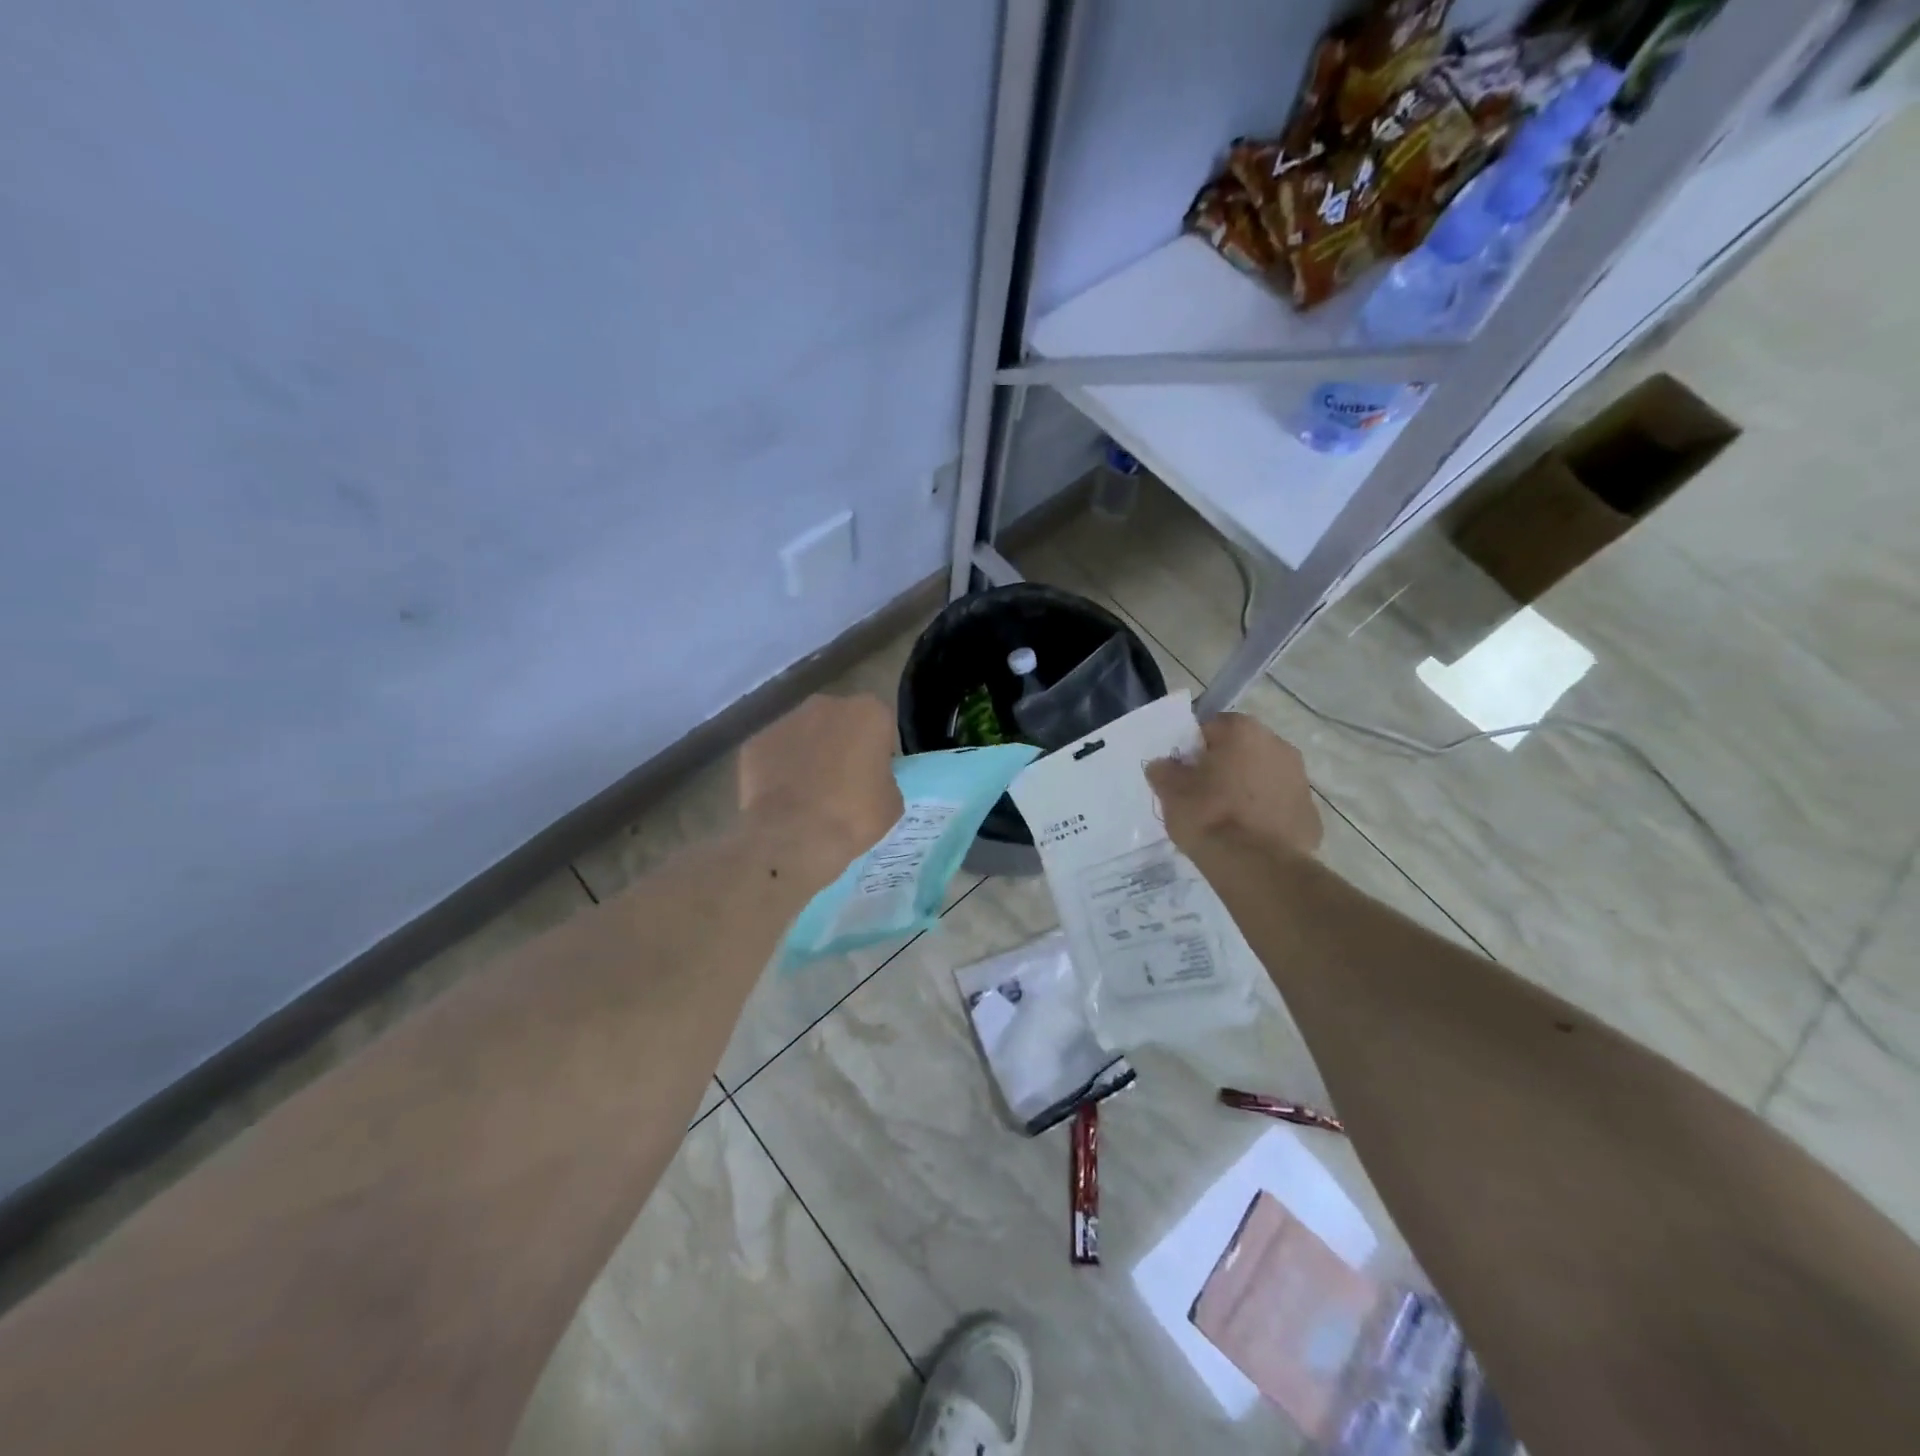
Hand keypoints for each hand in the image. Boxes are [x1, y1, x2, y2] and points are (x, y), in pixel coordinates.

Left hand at [738, 695, 902, 871]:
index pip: (882, 725)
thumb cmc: (854, 816)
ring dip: (810, 754)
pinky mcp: (755, 741)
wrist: (794, 836)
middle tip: (843, 782)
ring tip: (809, 793)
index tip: (874, 776)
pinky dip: (779, 769)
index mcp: (869, 712)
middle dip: (842, 744)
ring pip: (805, 734)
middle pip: (841, 722)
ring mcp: (786, 720)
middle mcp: (827, 705)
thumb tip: (870, 780)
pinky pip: (775, 753)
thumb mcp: (892, 802)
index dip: (879, 751)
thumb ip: (884, 778)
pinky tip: (782, 798)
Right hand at [1145, 712, 1320, 857]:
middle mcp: (1278, 745)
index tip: (1183, 772)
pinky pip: (1280, 806)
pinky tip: (1248, 836)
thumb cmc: (1209, 816)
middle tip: (1202, 794)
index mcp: (1243, 731)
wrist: (1256, 865)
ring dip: (1247, 789)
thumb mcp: (1171, 792)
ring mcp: (1300, 780)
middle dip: (1224, 766)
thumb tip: (1163, 765)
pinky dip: (1266, 815)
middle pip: (1242, 750)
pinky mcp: (1310, 814)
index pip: (1211, 727)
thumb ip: (1164, 771)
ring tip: (1226, 819)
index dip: (1194, 749)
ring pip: (1264, 777)